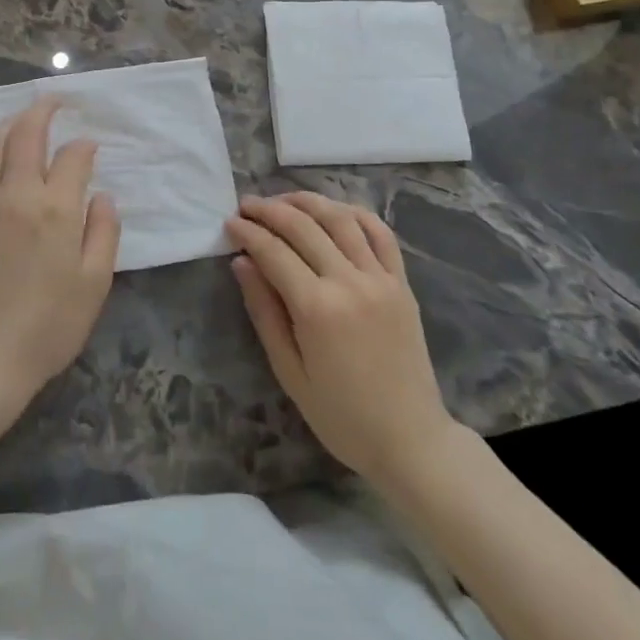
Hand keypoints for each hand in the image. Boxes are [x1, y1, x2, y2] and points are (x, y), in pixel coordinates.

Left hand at [0, 98, 120, 408]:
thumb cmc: (50, 325)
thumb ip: (104, 232)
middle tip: (53, 101)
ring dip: (9, 127)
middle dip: (43, 110)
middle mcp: (16, 194)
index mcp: (56, 208)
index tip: (91, 149)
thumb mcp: (95, 283)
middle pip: (27, 134)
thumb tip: (102, 196)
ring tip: (21, 123)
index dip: (85, 147)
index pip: (73, 156)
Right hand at [226, 193, 453, 485]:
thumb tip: (242, 262)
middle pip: (304, 227)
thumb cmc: (341, 416)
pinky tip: (334, 211)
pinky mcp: (402, 283)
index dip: (248, 232)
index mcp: (317, 308)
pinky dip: (355, 213)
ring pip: (341, 219)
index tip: (229, 223)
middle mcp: (350, 282)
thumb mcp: (290, 372)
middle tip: (247, 205)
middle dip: (270, 210)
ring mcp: (381, 279)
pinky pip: (380, 234)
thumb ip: (264, 311)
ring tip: (283, 200)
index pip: (273, 252)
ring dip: (308, 202)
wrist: (410, 439)